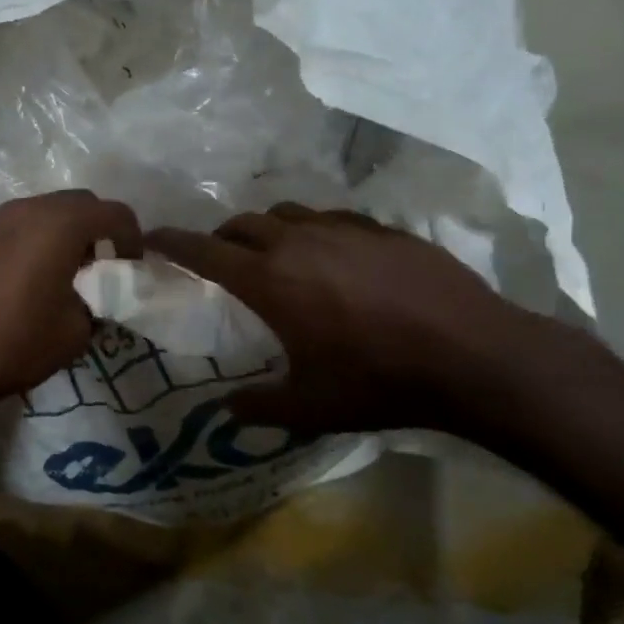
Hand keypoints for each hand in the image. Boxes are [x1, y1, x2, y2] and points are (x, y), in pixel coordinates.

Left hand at [0, 191, 141, 428]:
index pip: (113, 212)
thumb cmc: (14, 347)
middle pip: (71, 203)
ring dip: (49, 235)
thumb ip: (94, 301)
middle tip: (93, 264)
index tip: (129, 265)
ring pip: (29, 215)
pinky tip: (1, 285)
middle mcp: (19, 211)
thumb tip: (90, 295)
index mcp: (58, 226)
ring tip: (47, 273)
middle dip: (91, 228)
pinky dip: (12, 248)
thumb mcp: (76, 333)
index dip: (131, 236)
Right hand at [147, 204, 537, 438]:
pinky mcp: (381, 228)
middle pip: (242, 224)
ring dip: (267, 230)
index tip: (152, 238)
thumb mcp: (311, 407)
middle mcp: (298, 242)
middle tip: (221, 260)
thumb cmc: (379, 381)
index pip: (204, 249)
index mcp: (270, 280)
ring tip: (275, 254)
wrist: (471, 353)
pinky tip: (334, 257)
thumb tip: (225, 410)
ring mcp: (343, 228)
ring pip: (286, 214)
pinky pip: (331, 218)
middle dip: (221, 238)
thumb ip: (259, 407)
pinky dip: (314, 232)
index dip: (172, 242)